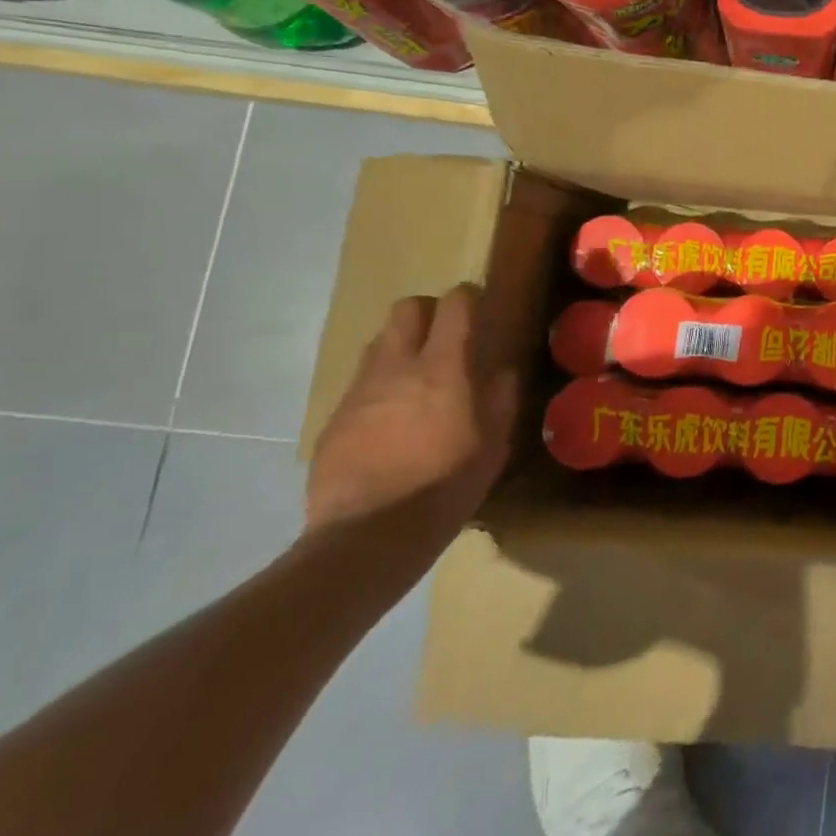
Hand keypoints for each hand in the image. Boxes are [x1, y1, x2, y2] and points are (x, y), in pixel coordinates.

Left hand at [304, 284, 518, 541]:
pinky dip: (379, 389)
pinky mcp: (334, 420)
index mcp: (442, 367)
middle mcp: (397, 367)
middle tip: (444, 337)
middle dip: (427, 312)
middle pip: (405, 309)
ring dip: (400, 349)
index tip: (480, 310)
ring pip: (378, 344)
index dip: (468, 298)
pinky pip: (360, 386)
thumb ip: (500, 399)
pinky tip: (390, 424)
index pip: (453, 304)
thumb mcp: (493, 444)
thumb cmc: (445, 485)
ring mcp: (360, 392)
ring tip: (417, 381)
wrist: (368, 537)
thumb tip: (501, 373)